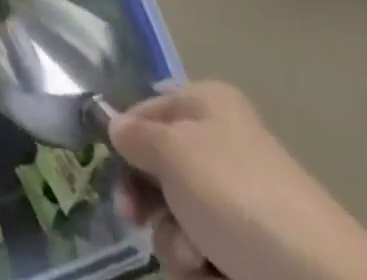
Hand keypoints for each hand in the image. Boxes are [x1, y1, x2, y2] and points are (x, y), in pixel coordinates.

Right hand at [109, 81, 366, 279]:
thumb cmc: (238, 198)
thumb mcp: (173, 152)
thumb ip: (135, 136)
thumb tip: (117, 127)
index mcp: (206, 104)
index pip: (145, 110)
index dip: (124, 140)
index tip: (114, 173)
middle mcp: (221, 145)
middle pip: (159, 169)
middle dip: (149, 203)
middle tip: (138, 221)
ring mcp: (239, 202)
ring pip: (179, 218)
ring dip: (176, 242)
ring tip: (198, 259)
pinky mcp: (252, 253)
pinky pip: (206, 253)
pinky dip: (202, 267)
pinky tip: (215, 276)